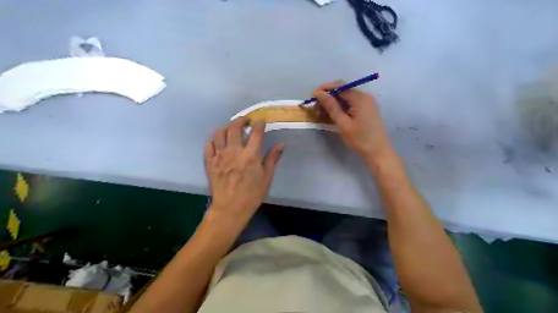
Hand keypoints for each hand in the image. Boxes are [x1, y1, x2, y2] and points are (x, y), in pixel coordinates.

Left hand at [205, 118, 282, 221]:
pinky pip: (208, 145)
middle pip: (235, 127)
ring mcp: (219, 156)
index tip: (261, 121)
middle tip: (246, 121)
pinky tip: (219, 143)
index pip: (255, 132)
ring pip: (219, 133)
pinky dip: (214, 140)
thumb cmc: (252, 194)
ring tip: (231, 129)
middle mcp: (234, 151)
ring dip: (226, 127)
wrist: (230, 208)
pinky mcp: (209, 162)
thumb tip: (281, 144)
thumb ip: (273, 159)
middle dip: (241, 120)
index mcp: (250, 155)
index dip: (259, 124)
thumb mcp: (266, 177)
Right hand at [313, 80, 390, 160]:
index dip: (325, 89)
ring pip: (346, 98)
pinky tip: (331, 114)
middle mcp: (365, 97)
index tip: (312, 96)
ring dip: (333, 103)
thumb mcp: (343, 123)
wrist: (378, 153)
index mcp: (360, 98)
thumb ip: (331, 106)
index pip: (340, 86)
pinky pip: (351, 104)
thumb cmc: (360, 139)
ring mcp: (367, 103)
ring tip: (321, 111)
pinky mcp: (366, 110)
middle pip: (343, 91)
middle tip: (315, 106)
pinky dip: (341, 108)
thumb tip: (319, 93)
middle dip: (328, 96)